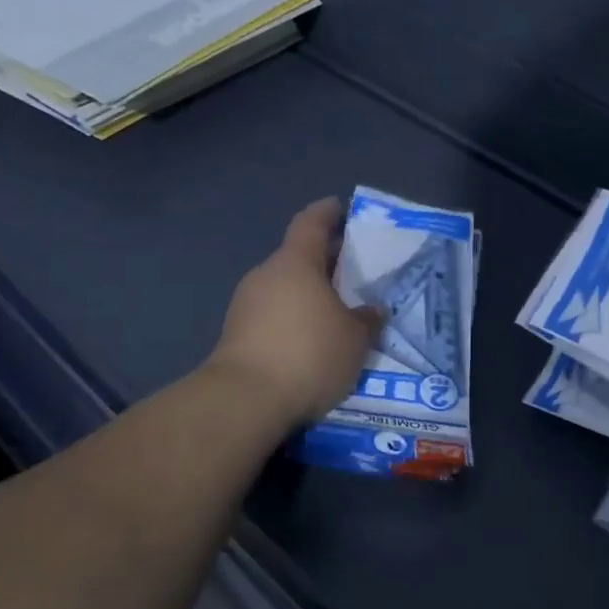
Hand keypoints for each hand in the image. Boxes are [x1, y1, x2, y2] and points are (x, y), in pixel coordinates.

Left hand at [208, 198, 382, 427]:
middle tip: (354, 270)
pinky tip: (313, 342)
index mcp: (296, 263)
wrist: (244, 400)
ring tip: (338, 312)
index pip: (311, 223)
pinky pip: (274, 316)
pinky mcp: (237, 336)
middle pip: (298, 258)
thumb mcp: (354, 339)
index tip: (341, 207)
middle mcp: (266, 276)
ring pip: (285, 289)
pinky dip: (295, 320)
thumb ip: (366, 319)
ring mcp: (246, 306)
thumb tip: (372, 310)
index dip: (327, 213)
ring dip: (310, 295)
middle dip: (326, 262)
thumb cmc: (308, 353)